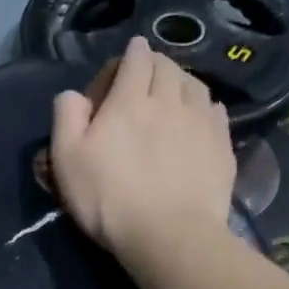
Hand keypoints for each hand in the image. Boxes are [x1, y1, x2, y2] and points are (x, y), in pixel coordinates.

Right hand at [49, 35, 235, 274]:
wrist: (168, 236)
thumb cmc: (109, 200)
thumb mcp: (67, 161)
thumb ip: (66, 118)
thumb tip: (73, 94)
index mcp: (129, 101)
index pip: (136, 59)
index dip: (132, 53)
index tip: (130, 54)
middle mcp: (169, 100)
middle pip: (167, 66)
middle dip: (156, 63)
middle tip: (147, 75)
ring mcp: (201, 121)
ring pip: (194, 83)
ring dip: (181, 80)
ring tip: (174, 92)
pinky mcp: (221, 144)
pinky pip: (215, 109)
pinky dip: (204, 104)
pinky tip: (199, 116)